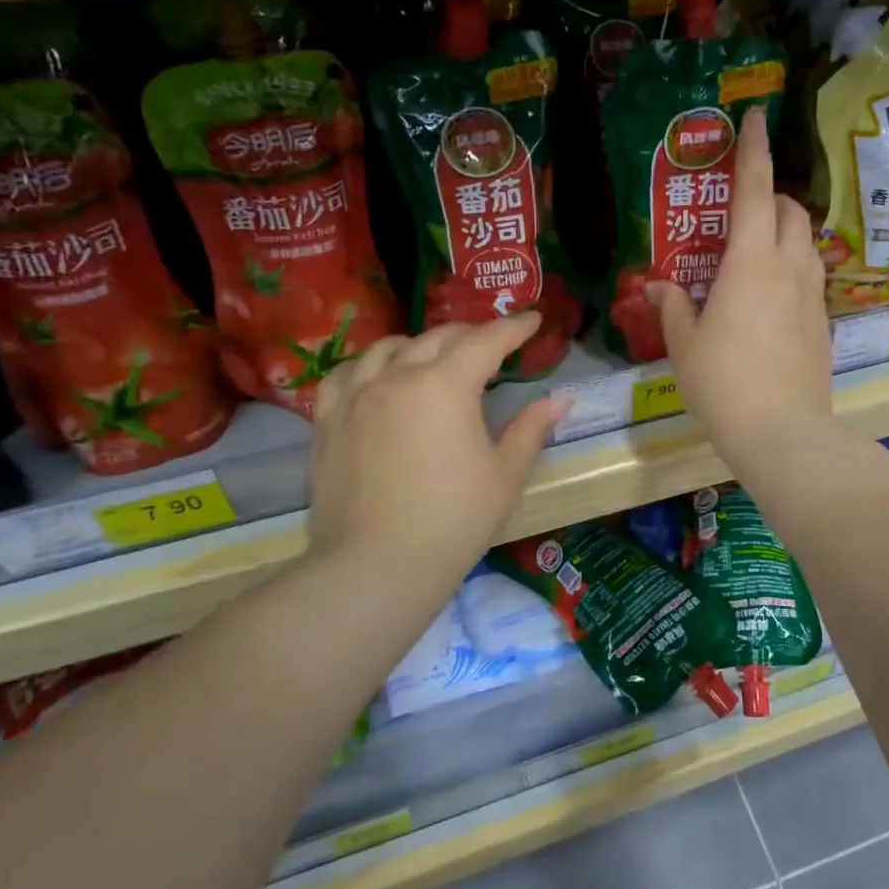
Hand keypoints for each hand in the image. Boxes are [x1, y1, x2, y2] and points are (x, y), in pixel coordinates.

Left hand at [309, 315, 568, 605]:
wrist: (376, 568)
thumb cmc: (454, 521)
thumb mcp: (505, 475)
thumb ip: (532, 429)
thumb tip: (560, 399)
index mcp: (446, 385)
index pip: (486, 341)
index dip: (513, 328)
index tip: (531, 320)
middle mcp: (398, 376)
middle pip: (438, 338)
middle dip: (471, 334)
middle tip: (492, 344)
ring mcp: (356, 396)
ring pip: (388, 347)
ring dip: (419, 344)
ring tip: (434, 357)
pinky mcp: (328, 420)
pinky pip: (346, 374)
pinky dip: (369, 365)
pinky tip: (377, 377)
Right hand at [648, 104, 833, 467]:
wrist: (783, 433)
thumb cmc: (723, 384)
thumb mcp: (684, 345)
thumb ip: (673, 308)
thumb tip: (661, 288)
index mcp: (751, 262)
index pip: (756, 190)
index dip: (754, 150)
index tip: (756, 117)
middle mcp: (789, 267)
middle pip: (790, 210)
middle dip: (771, 195)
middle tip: (742, 209)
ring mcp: (813, 295)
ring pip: (806, 241)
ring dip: (785, 230)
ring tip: (757, 250)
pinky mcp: (824, 322)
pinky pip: (811, 275)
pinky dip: (793, 266)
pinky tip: (771, 295)